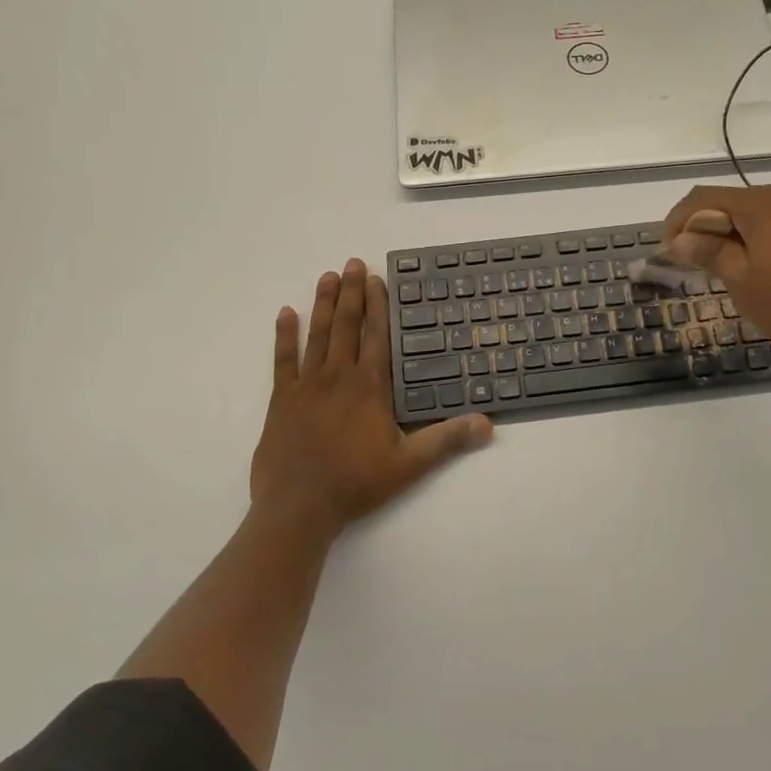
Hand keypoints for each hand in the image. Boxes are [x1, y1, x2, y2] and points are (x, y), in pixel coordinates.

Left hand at [251, 260, 491, 540]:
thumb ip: (447, 440)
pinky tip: (286, 313)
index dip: (378, 305)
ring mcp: (307, 385)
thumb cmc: (356, 483)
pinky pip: (283, 359)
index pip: (377, 335)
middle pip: (347, 325)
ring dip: (323, 304)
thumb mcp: (409, 465)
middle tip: (353, 263)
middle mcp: (339, 376)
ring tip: (328, 276)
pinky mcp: (282, 399)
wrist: (299, 508)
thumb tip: (488, 424)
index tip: (377, 279)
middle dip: (352, 292)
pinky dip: (284, 335)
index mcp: (369, 386)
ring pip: (318, 334)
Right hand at [662, 185, 770, 379]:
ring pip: (758, 214)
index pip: (704, 198)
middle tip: (693, 264)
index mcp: (762, 203)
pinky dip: (761, 239)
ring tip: (724, 270)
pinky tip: (761, 270)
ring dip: (733, 234)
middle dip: (706, 228)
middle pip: (732, 202)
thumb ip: (710, 253)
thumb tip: (680, 238)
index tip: (667, 252)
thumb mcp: (744, 283)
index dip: (677, 222)